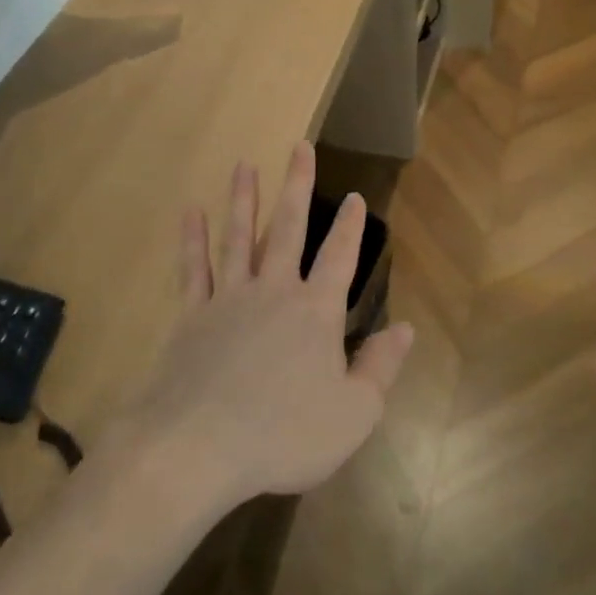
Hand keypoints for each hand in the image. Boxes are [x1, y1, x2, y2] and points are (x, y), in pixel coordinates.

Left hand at [117, 143, 413, 513]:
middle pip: (287, 229)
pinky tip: (190, 211)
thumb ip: (380, 367)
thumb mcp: (353, 413)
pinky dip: (192, 239)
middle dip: (297, 186)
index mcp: (316, 312)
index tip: (354, 197)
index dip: (350, 227)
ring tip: (244, 165)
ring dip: (243, 199)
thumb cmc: (284, 435)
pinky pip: (193, 268)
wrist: (198, 447)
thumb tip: (405, 328)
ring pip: (238, 237)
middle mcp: (274, 292)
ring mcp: (228, 299)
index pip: (339, 258)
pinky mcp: (191, 316)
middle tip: (299, 147)